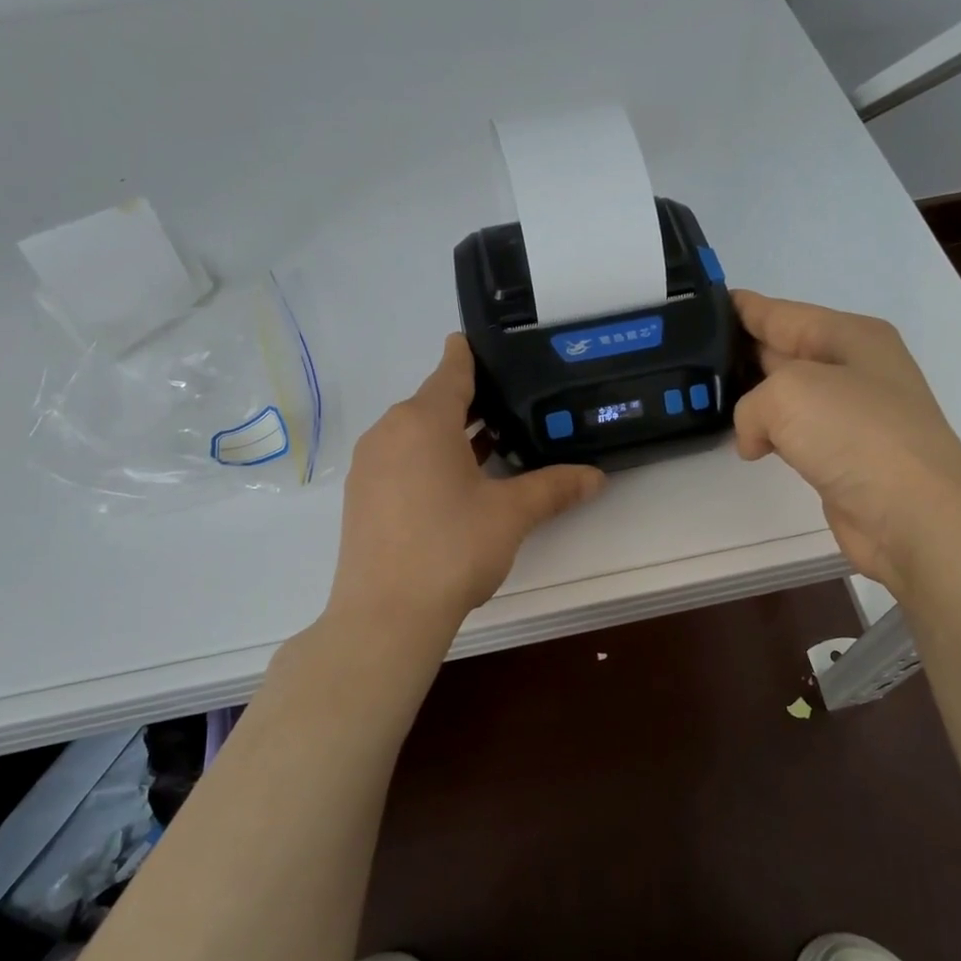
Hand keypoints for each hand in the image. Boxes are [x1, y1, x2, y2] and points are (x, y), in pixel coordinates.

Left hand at [328, 334, 604, 638]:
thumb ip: (554, 487)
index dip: (472, 354)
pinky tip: (456, 482)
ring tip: (492, 440)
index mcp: (423, 419)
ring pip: (415, 432)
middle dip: (470, 401)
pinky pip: (400, 458)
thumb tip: (597, 477)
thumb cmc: (451, 548)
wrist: (386, 614)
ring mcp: (370, 464)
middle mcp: (389, 431)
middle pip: (433, 400)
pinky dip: (428, 457)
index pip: (452, 369)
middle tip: (512, 402)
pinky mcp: (362, 495)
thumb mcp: (510, 514)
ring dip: (450, 433)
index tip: (489, 345)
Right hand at [730, 291, 960, 590]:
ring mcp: (851, 414)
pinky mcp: (844, 456)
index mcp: (849, 336)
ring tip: (705, 395)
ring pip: (786, 395)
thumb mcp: (787, 394)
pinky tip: (745, 443)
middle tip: (691, 352)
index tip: (703, 302)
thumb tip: (757, 439)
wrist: (916, 514)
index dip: (742, 306)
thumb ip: (751, 405)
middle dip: (740, 350)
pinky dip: (769, 435)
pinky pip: (794, 433)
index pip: (781, 313)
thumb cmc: (856, 435)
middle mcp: (853, 368)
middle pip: (783, 349)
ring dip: (752, 397)